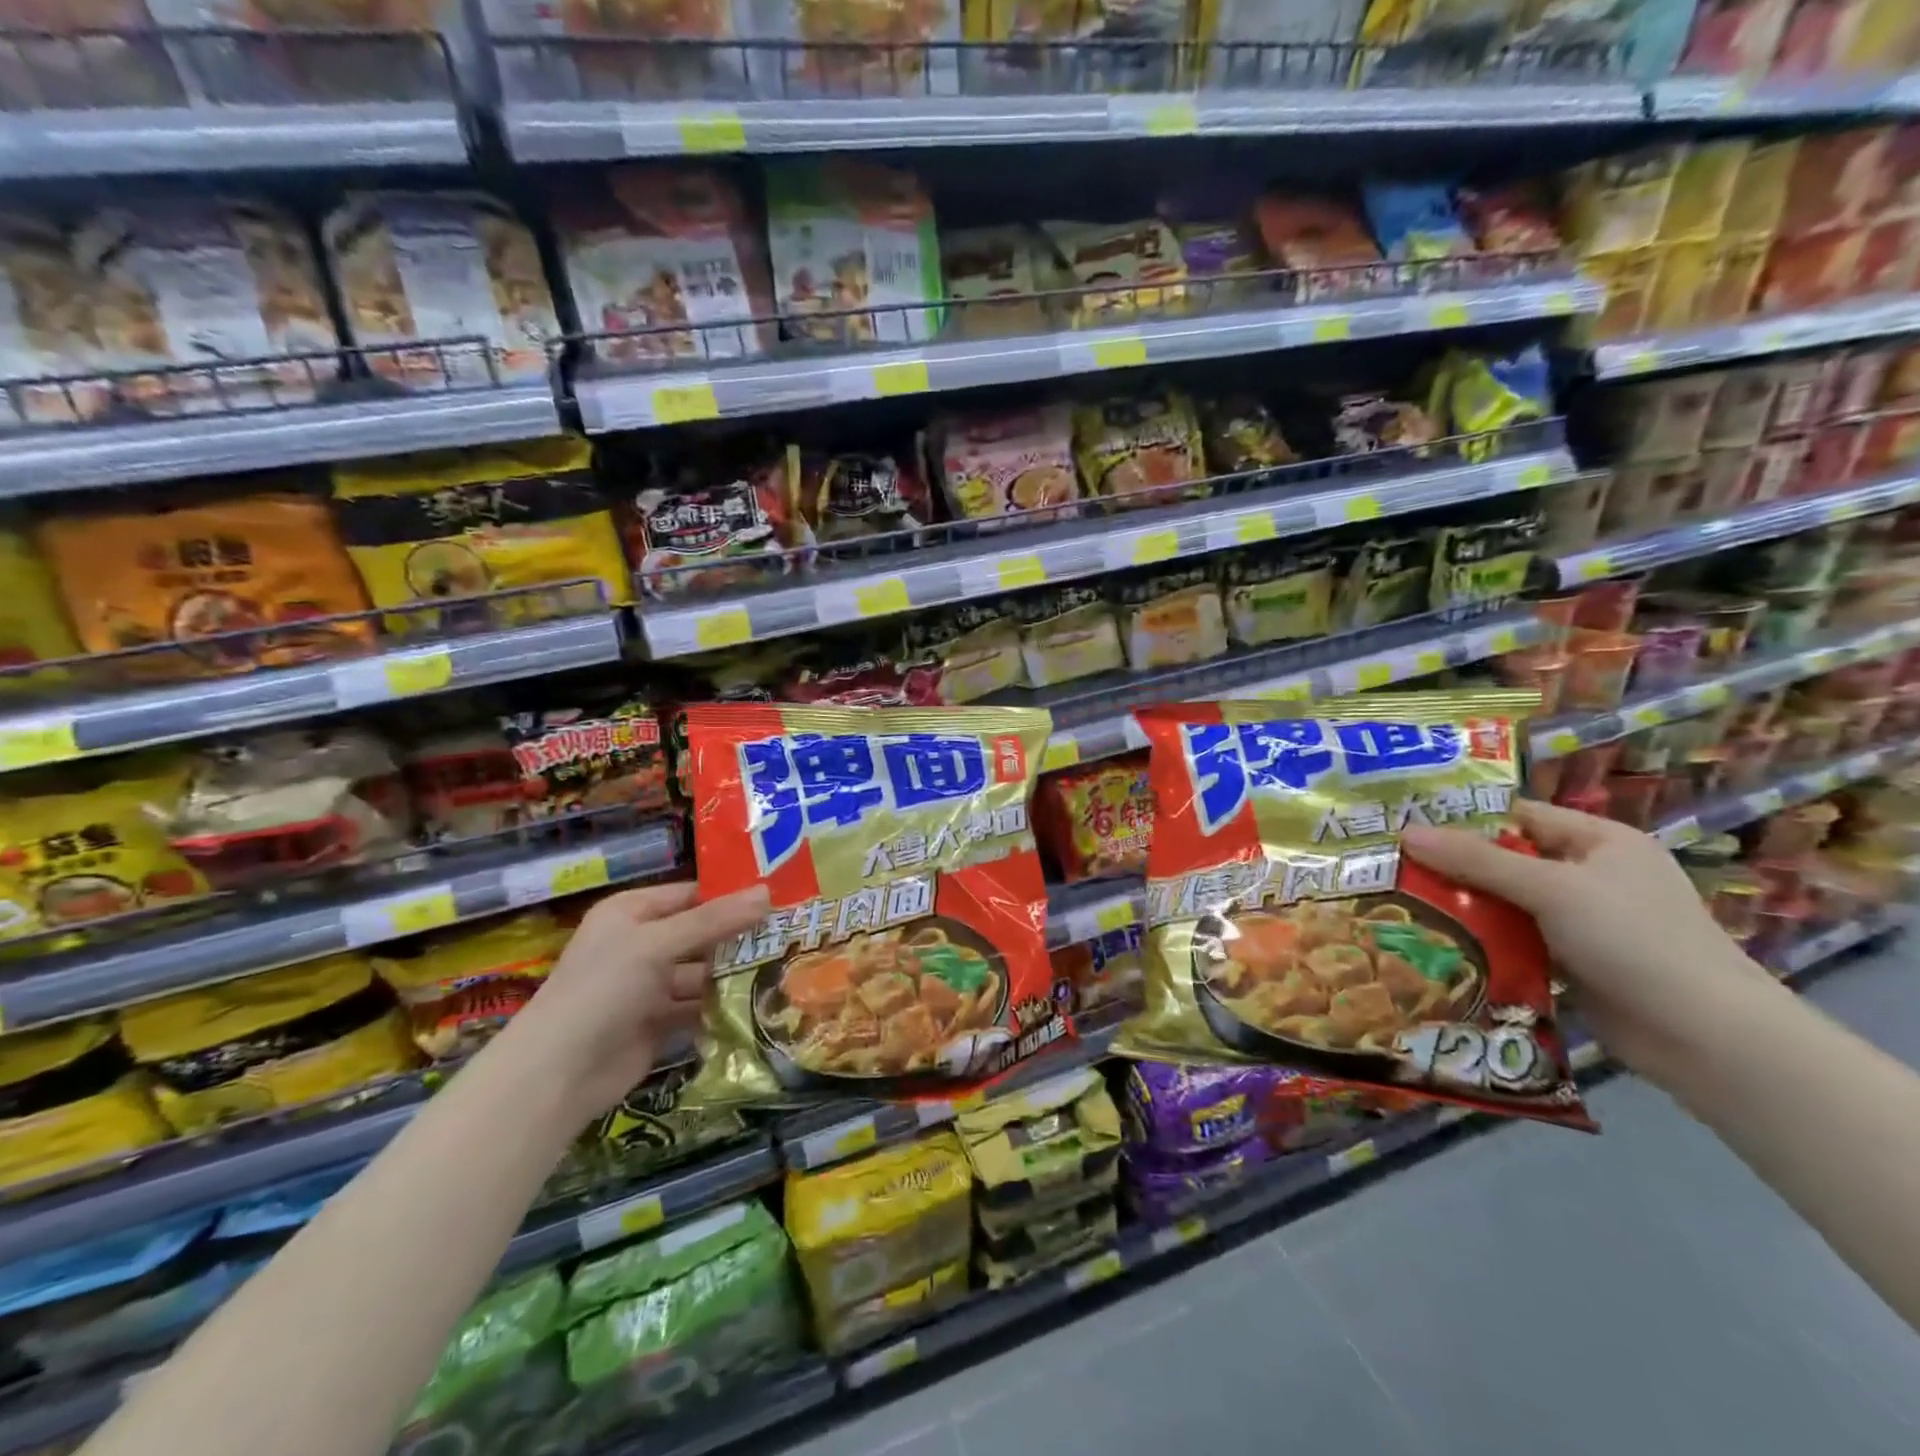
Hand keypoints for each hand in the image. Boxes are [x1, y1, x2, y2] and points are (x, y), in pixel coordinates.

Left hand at [498, 881, 770, 1126]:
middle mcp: (640, 943)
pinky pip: (697, 1006)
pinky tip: (760, 1003)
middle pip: (700, 933)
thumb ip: (714, 920)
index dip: (732, 895)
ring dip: (735, 973)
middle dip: (740, 936)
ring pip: (702, 972)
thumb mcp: (658, 944)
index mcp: (631, 912)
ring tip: (786, 968)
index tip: (780, 898)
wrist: (558, 1074)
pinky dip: (722, 1006)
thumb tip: (767, 892)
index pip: (692, 894)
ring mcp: (648, 985)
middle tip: (792, 933)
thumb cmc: (603, 989)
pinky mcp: (658, 1022)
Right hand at [1401, 800, 1777, 1090]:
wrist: (1707, 1038)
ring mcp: (1584, 921)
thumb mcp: (1550, 889)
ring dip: (1465, 907)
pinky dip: (1484, 941)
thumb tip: (1406, 833)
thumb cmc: (1635, 940)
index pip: (1519, 816)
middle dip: (1454, 867)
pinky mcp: (1574, 961)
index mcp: (1600, 841)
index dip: (1464, 819)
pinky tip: (1440, 943)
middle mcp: (1592, 874)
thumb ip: (1476, 861)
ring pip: (1508, 903)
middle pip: (1508, 860)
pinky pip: (1517, 940)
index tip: (1405, 827)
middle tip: (1393, 869)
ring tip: (1403, 905)